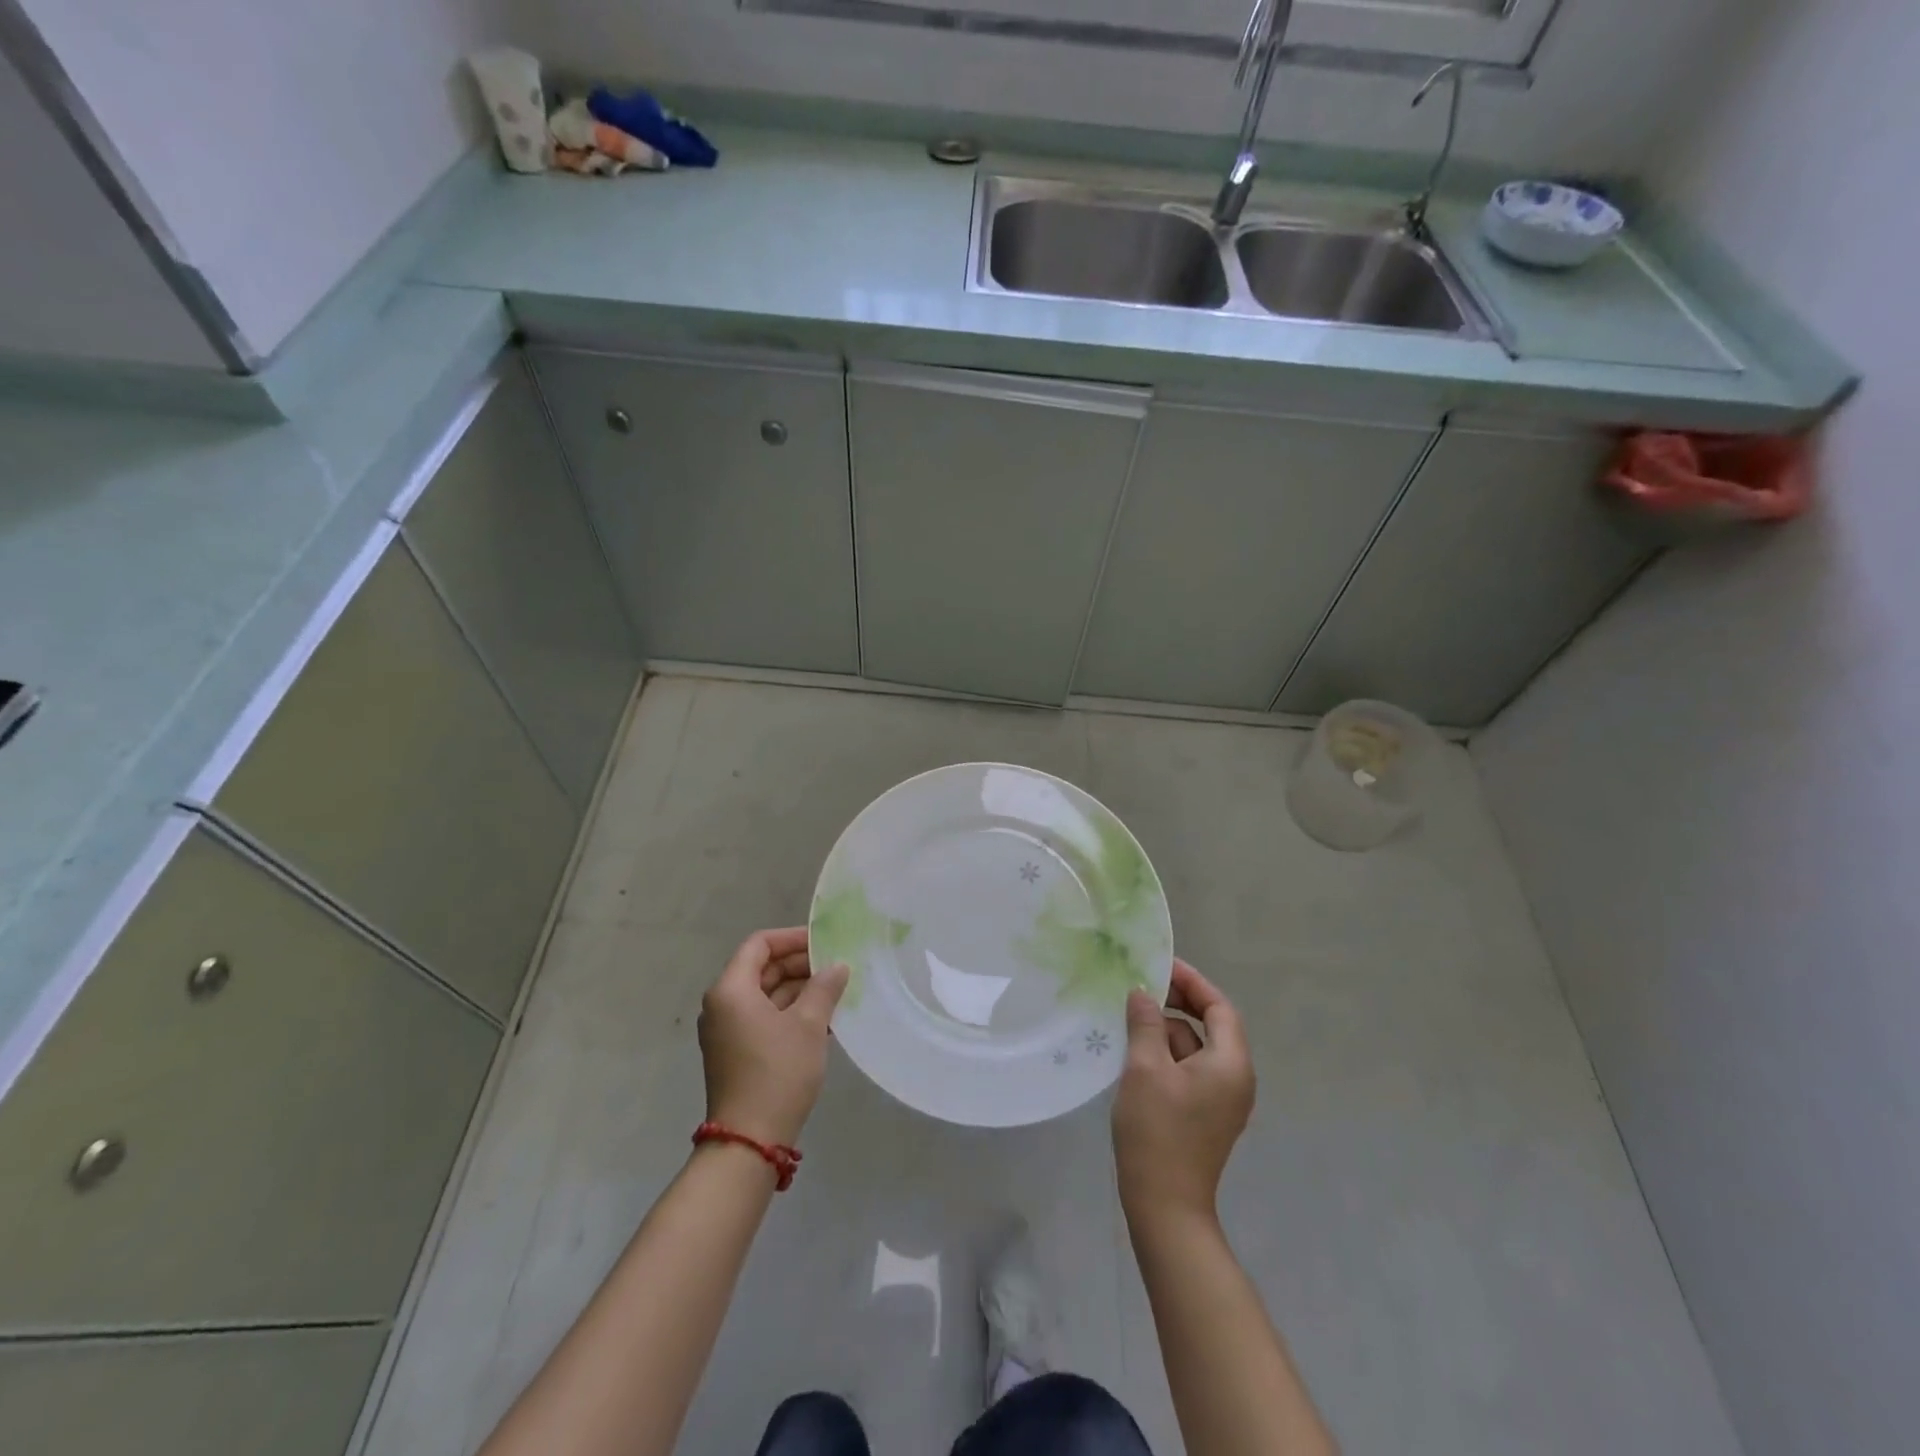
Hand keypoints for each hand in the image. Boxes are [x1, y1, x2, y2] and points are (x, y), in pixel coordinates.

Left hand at [697, 927, 848, 1148]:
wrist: (750, 1141)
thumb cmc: (778, 1072)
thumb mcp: (808, 1025)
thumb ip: (824, 987)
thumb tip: (837, 966)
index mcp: (731, 989)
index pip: (759, 944)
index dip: (792, 938)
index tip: (824, 942)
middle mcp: (722, 1004)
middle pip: (762, 968)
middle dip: (800, 965)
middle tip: (836, 967)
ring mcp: (726, 1031)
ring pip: (765, 995)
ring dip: (799, 990)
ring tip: (836, 993)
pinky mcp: (736, 1052)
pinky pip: (763, 1018)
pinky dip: (790, 1012)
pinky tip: (823, 1020)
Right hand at [1113, 959, 1254, 1227]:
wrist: (1165, 1206)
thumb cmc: (1158, 1130)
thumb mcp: (1145, 1068)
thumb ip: (1146, 1023)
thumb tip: (1142, 992)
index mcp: (1230, 1063)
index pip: (1219, 1008)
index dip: (1192, 982)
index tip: (1161, 964)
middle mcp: (1235, 1077)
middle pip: (1211, 1025)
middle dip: (1178, 1002)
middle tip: (1142, 985)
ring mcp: (1222, 1098)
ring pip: (1196, 1047)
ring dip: (1167, 1028)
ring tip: (1131, 1015)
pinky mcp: (1205, 1113)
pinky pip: (1189, 1068)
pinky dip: (1166, 1052)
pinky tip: (1136, 1049)